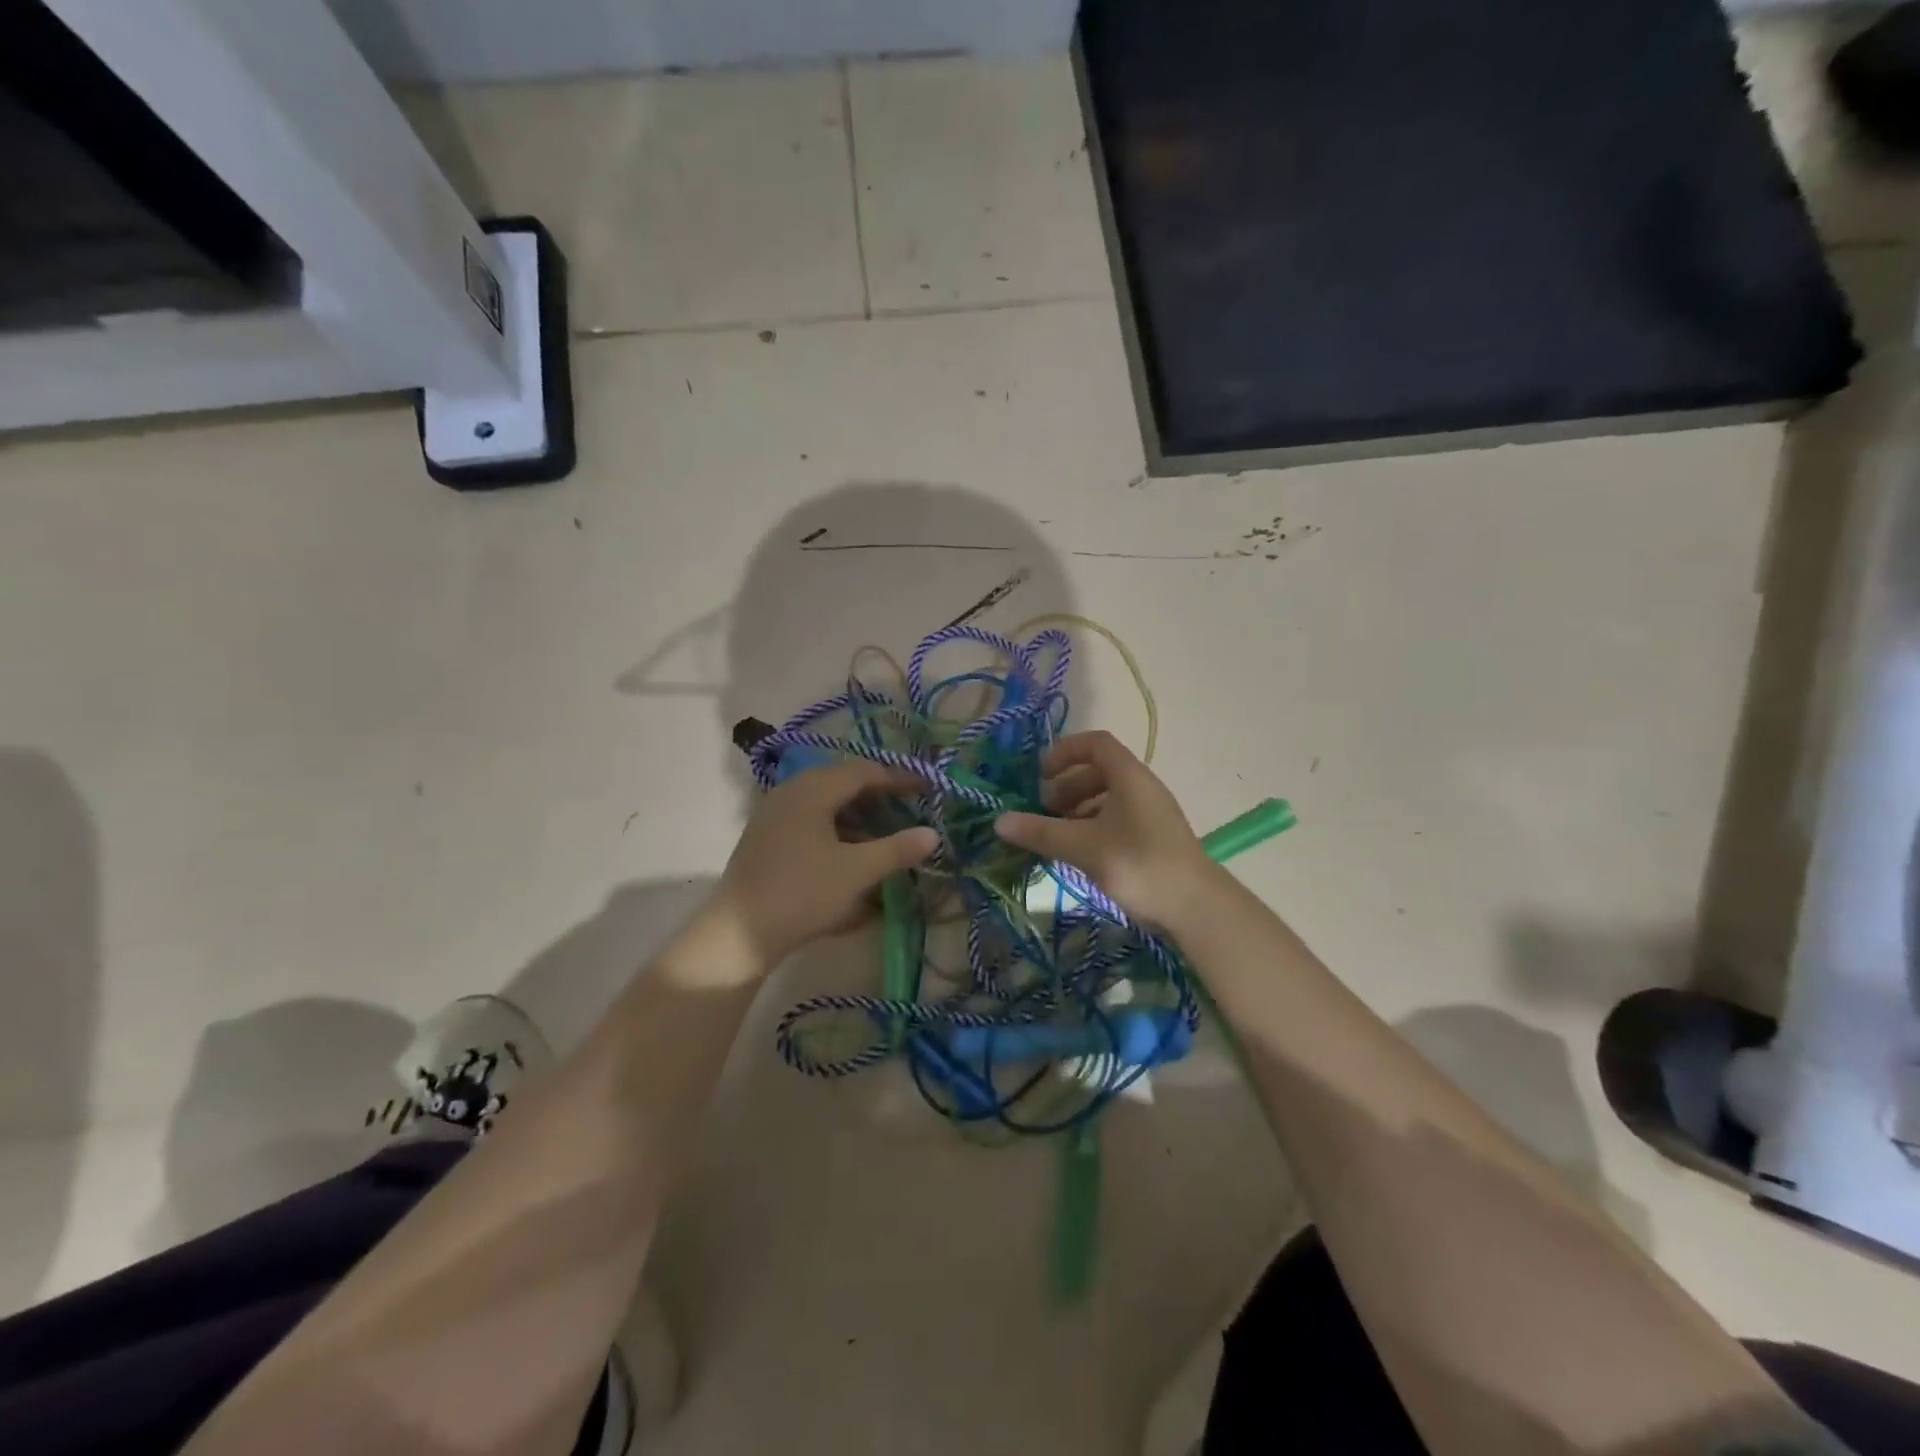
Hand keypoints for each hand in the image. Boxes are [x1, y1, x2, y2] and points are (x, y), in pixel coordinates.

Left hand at [712, 760, 938, 966]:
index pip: (864, 771)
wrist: (739, 934)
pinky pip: (810, 819)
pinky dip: (837, 828)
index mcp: (812, 789)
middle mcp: (790, 792)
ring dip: (858, 813)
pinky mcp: (767, 837)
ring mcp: (774, 814)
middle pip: (843, 782)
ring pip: (826, 802)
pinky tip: (852, 852)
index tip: (928, 789)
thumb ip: (897, 849)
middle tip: (909, 809)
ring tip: (885, 833)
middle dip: (879, 795)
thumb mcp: (857, 872)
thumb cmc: (802, 894)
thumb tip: (932, 834)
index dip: (899, 778)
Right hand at [994, 731, 1217, 930]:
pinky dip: (1093, 827)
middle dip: (1066, 785)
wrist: (1196, 907)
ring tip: (1055, 833)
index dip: (1065, 751)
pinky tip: (1078, 852)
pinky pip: (1117, 820)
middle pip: (1099, 771)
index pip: (1095, 744)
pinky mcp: (1154, 839)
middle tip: (1042, 810)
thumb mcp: (1083, 846)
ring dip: (1077, 809)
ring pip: (1107, 798)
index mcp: (1129, 776)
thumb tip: (999, 821)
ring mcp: (1151, 814)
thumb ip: (1040, 832)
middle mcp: (1142, 788)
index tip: (1040, 774)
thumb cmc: (1138, 864)